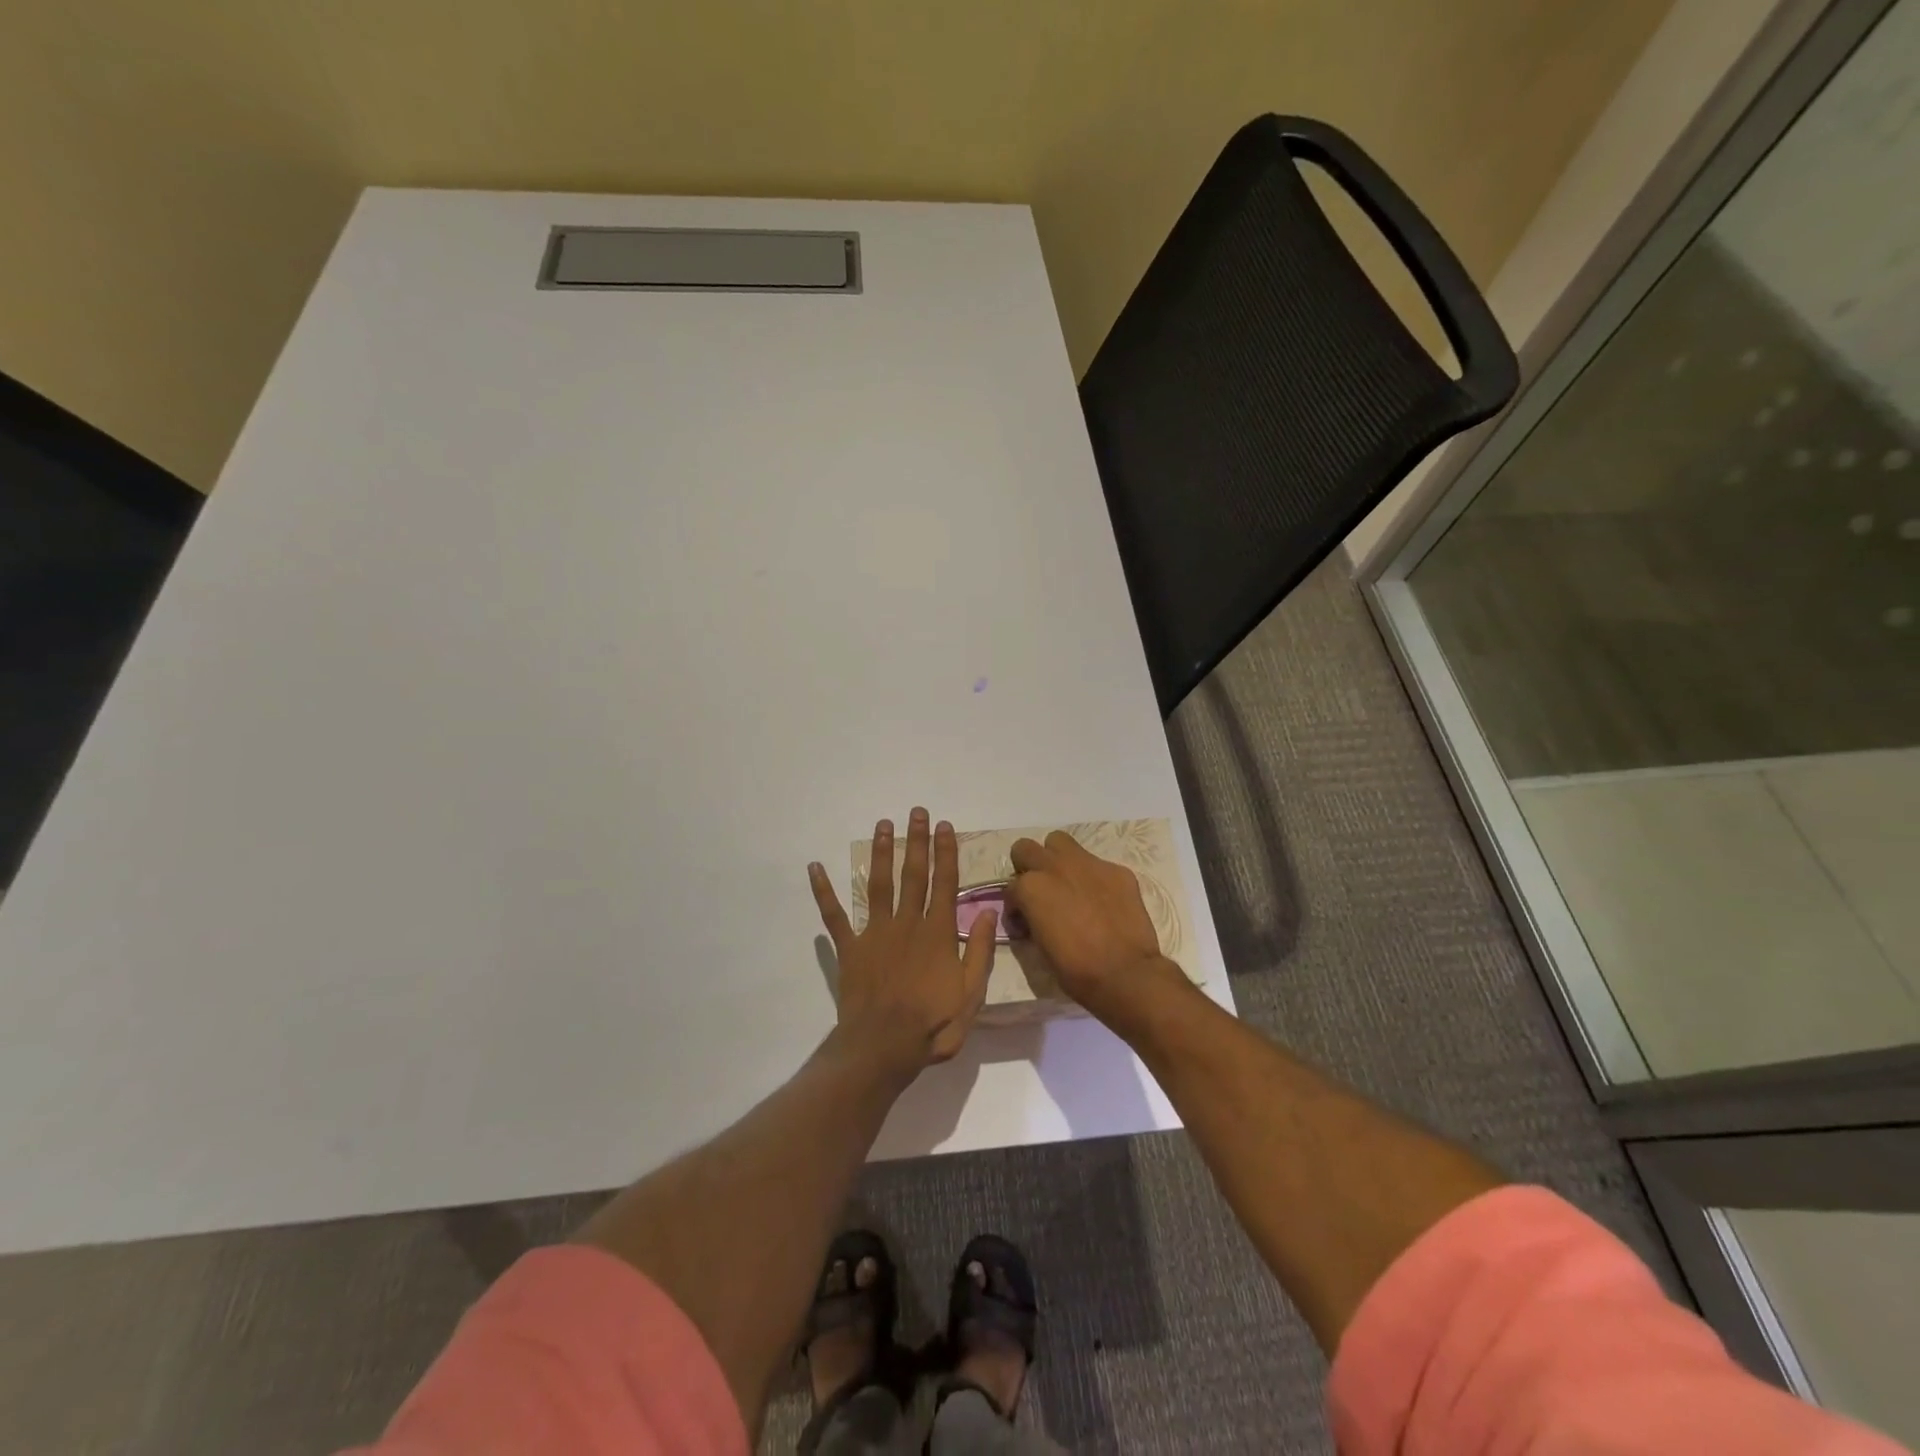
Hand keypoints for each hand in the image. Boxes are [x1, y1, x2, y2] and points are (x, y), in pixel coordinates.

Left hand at [809, 808, 996, 1075]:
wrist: (883, 1047)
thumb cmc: (932, 1024)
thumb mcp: (971, 994)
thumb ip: (978, 951)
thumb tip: (987, 913)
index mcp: (937, 933)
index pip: (944, 883)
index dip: (946, 852)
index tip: (945, 826)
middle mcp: (907, 923)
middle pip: (913, 874)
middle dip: (916, 841)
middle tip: (916, 812)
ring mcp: (875, 933)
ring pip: (878, 884)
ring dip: (881, 853)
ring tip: (883, 825)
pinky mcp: (850, 948)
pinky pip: (834, 916)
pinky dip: (823, 892)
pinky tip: (815, 867)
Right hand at [1007, 831, 1178, 1019]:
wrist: (1125, 973)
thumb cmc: (1075, 969)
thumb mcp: (1039, 946)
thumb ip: (1031, 918)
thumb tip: (1030, 915)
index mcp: (1031, 887)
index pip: (1010, 886)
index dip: (1015, 905)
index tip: (1024, 921)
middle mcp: (1055, 867)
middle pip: (1026, 848)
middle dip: (1027, 866)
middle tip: (1039, 890)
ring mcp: (1088, 864)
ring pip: (1060, 842)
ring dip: (1057, 859)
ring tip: (1067, 884)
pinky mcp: (1116, 869)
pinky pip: (1097, 864)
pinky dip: (1093, 878)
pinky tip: (1102, 901)